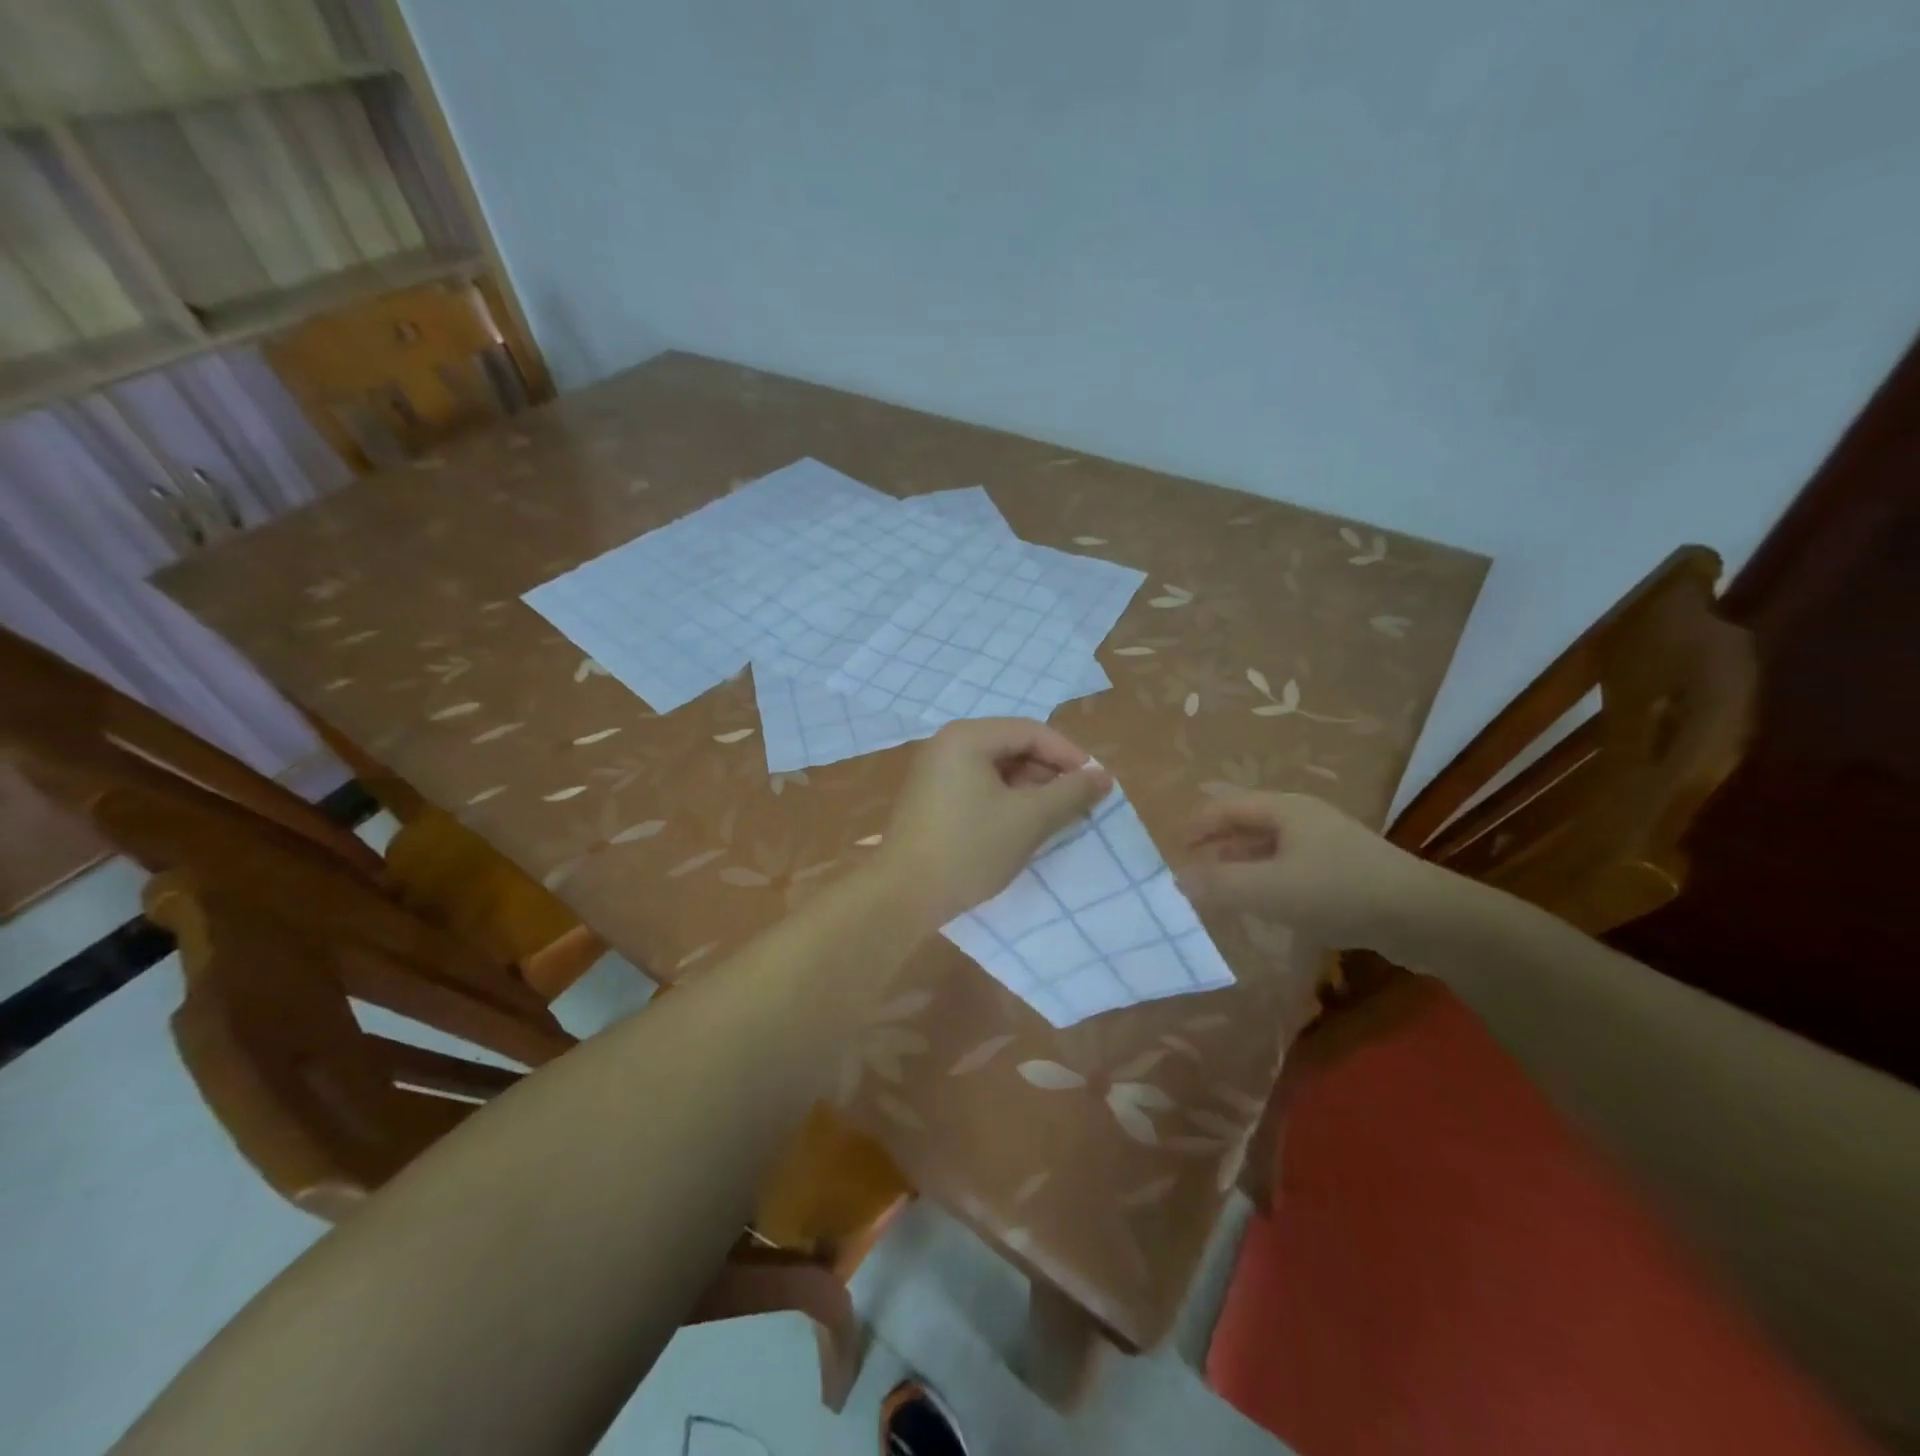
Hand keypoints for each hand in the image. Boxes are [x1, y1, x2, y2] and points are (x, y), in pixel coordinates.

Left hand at [877, 718, 1112, 928]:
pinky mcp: (931, 799)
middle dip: (1050, 773)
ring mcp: (935, 772)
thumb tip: (1103, 776)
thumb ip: (1070, 793)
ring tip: (1055, 819)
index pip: (1032, 731)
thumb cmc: (969, 849)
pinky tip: (1022, 827)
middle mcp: (948, 745)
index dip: (1070, 755)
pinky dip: (1006, 801)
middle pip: (1013, 746)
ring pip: (997, 770)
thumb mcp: (1029, 819)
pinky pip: (979, 787)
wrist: (903, 895)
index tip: (1097, 785)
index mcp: (967, 737)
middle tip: (1079, 804)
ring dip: (1031, 789)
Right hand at [1176, 791, 1436, 952]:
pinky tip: (1261, 907)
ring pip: (1267, 849)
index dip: (1194, 827)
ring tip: (1217, 893)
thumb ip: (1219, 885)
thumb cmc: (1339, 891)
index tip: (1170, 855)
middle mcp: (1302, 818)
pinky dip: (1265, 882)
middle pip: (1245, 825)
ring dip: (1238, 867)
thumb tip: (1177, 880)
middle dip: (1214, 848)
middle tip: (1189, 875)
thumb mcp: (1270, 890)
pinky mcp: (1342, 871)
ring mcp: (1325, 843)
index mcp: (1283, 809)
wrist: (1424, 917)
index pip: (1224, 807)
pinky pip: (1289, 869)